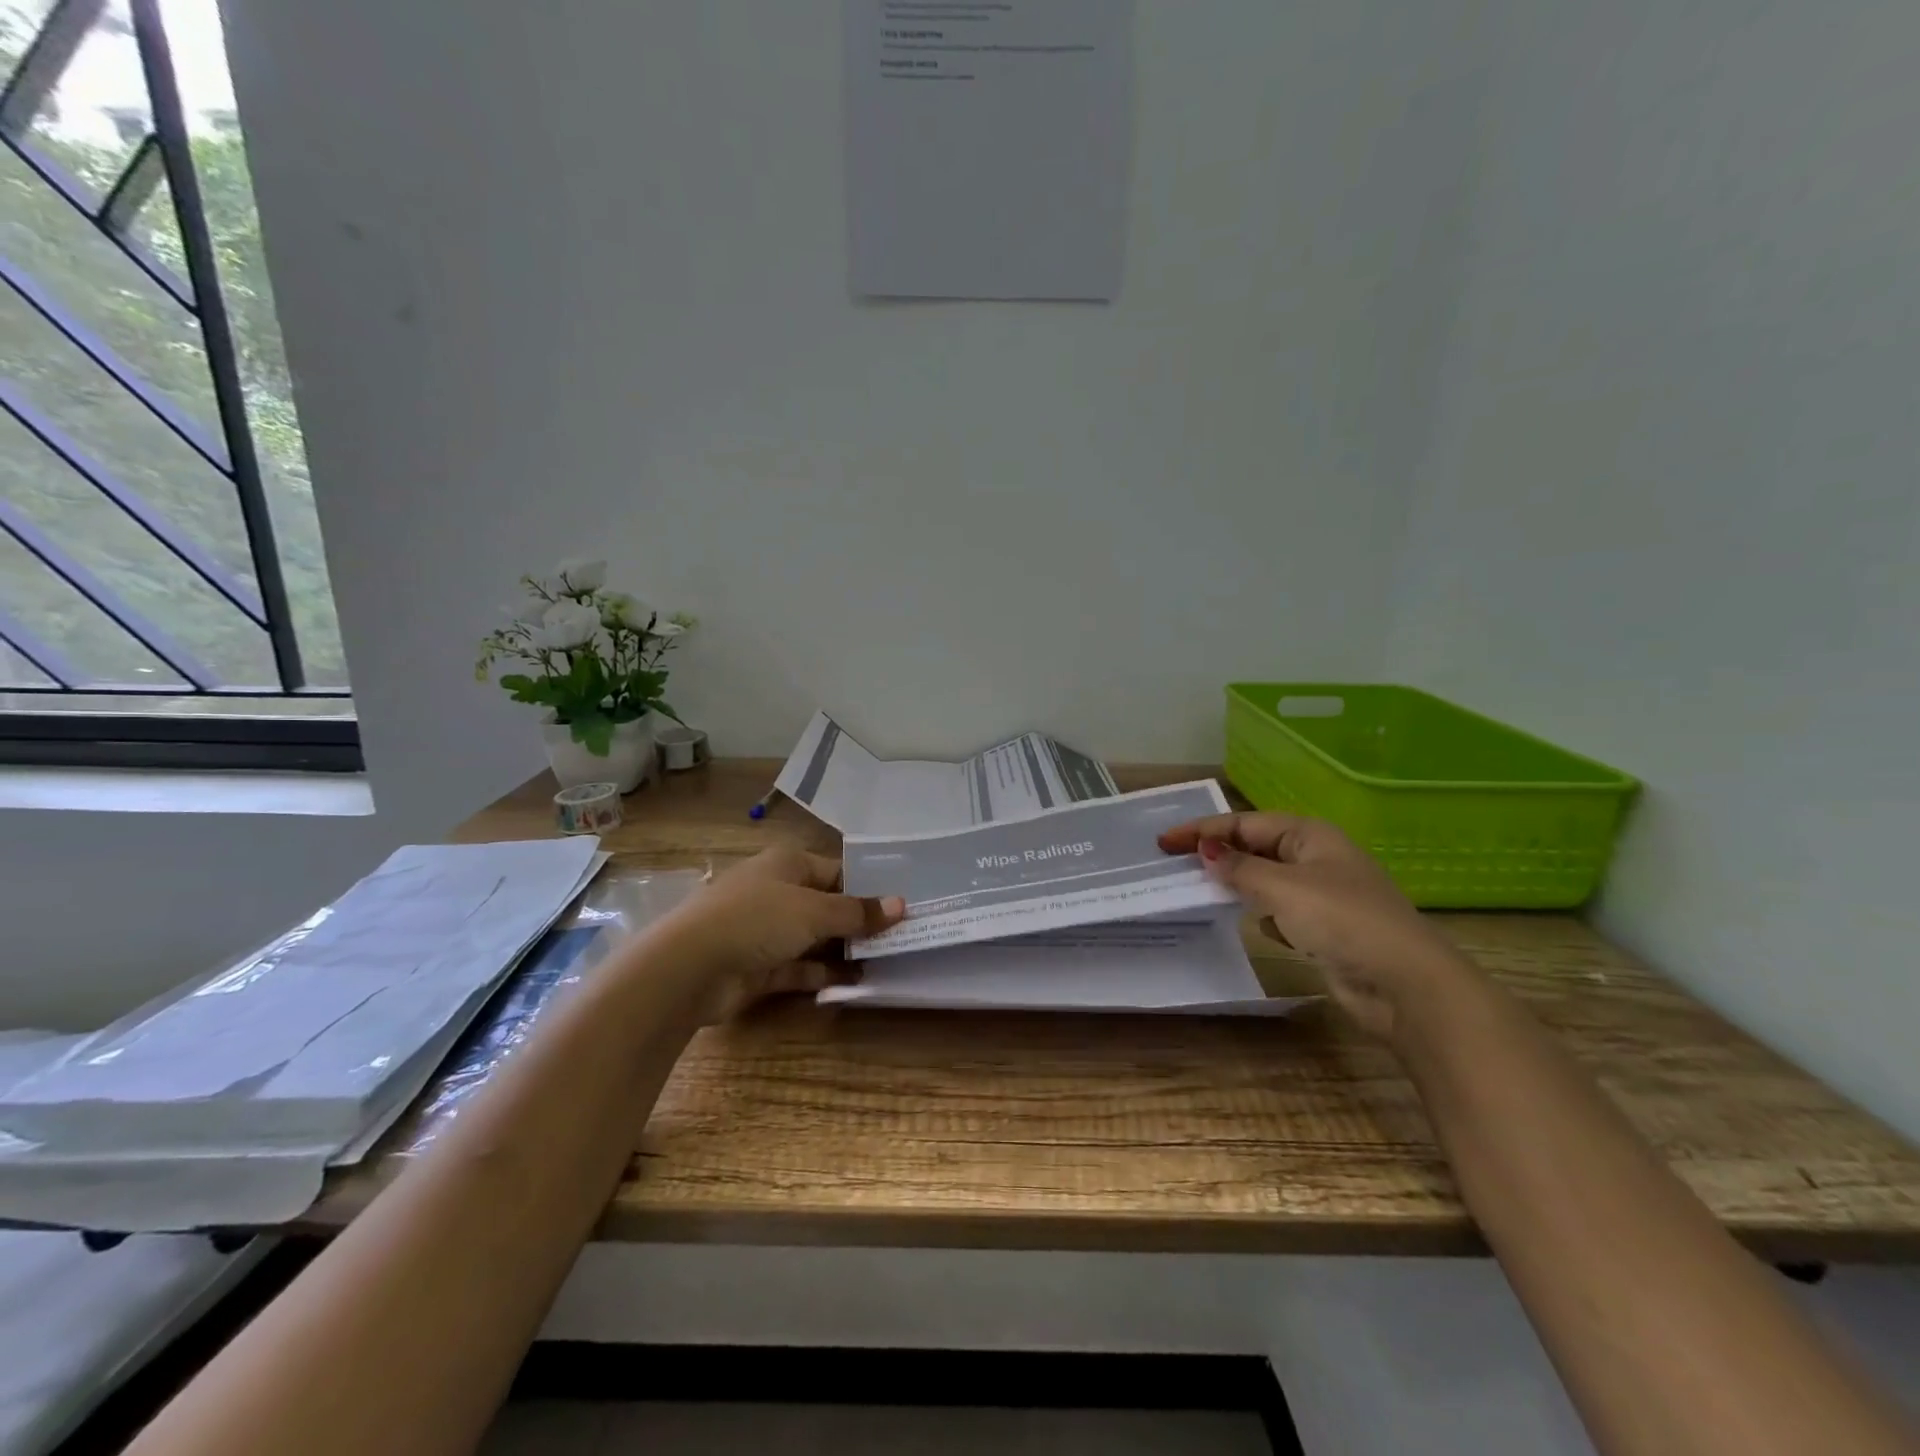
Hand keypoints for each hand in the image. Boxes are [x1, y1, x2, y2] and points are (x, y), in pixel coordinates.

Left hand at [657, 845, 904, 1022]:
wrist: (688, 968)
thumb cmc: (756, 919)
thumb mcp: (814, 911)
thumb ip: (857, 912)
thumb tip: (901, 904)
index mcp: (787, 865)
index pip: (837, 871)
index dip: (868, 887)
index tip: (900, 906)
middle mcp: (776, 893)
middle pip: (827, 906)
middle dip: (859, 923)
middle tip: (900, 938)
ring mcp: (765, 932)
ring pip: (814, 939)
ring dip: (844, 952)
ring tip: (885, 963)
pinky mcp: (757, 967)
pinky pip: (798, 969)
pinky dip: (822, 976)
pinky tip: (854, 984)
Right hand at [1158, 812, 1467, 1039]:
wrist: (1406, 985)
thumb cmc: (1342, 921)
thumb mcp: (1283, 888)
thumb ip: (1240, 869)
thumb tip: (1206, 852)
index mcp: (1309, 835)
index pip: (1244, 823)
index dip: (1202, 831)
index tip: (1164, 842)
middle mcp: (1316, 858)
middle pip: (1255, 847)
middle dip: (1217, 853)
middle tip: (1174, 862)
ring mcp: (1323, 894)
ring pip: (1266, 880)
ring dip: (1236, 882)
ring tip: (1197, 888)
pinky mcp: (1325, 929)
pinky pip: (1279, 910)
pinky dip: (1260, 912)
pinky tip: (1249, 923)